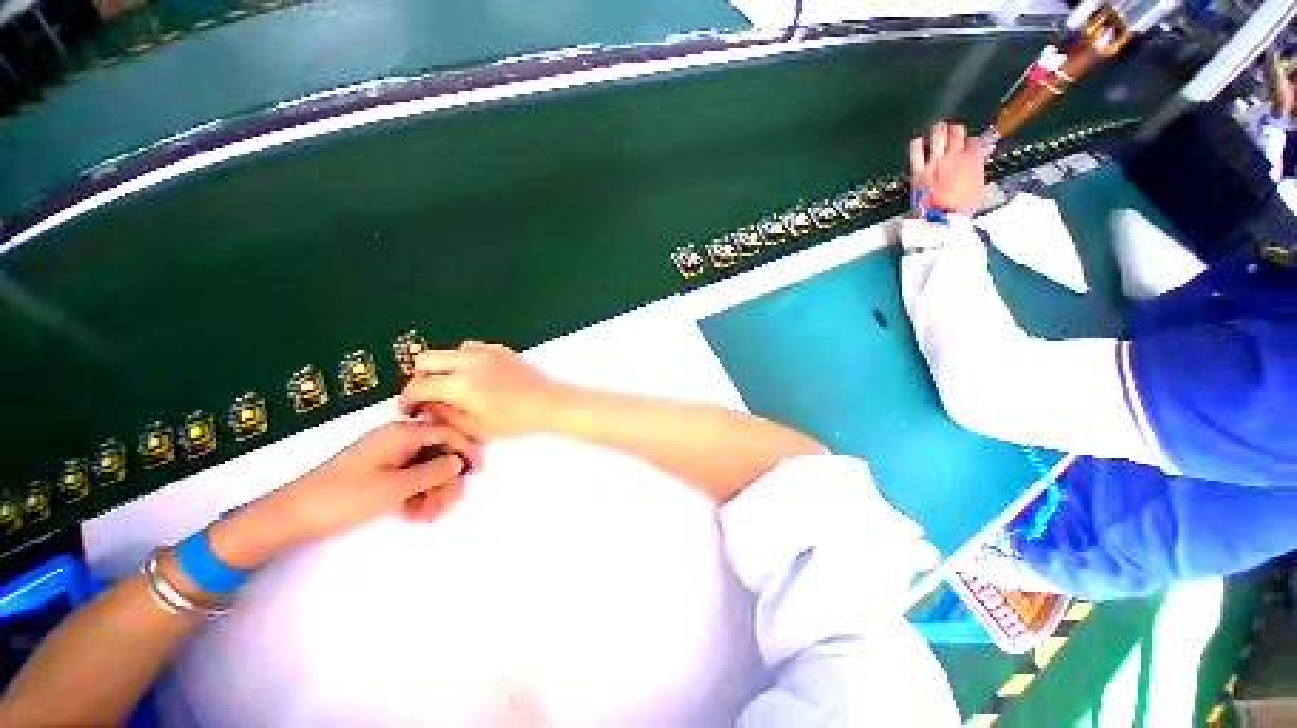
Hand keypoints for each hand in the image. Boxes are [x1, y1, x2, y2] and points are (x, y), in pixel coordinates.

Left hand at [276, 420, 482, 538]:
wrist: (292, 516)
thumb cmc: (345, 497)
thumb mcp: (396, 487)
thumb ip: (434, 472)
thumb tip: (457, 462)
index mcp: (402, 434)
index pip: (447, 432)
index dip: (465, 450)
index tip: (476, 471)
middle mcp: (398, 439)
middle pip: (438, 452)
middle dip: (444, 481)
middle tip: (442, 507)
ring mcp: (388, 454)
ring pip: (425, 468)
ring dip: (431, 492)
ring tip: (423, 517)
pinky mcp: (379, 470)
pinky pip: (409, 476)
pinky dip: (416, 494)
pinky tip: (411, 514)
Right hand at [399, 342, 562, 439]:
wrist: (548, 403)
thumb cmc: (516, 420)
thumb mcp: (475, 428)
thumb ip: (445, 415)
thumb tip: (427, 406)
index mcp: (459, 385)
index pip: (417, 386)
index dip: (407, 400)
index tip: (411, 409)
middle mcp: (468, 362)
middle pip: (426, 359)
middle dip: (420, 378)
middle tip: (430, 395)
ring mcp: (485, 352)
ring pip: (448, 351)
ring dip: (442, 366)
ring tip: (454, 385)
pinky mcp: (500, 349)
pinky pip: (471, 347)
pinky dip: (464, 358)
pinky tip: (475, 374)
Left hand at [909, 122, 988, 216]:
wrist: (941, 219)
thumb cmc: (962, 207)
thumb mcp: (979, 186)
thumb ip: (979, 166)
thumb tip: (984, 152)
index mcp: (973, 160)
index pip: (975, 140)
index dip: (972, 142)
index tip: (969, 146)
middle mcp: (955, 156)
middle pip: (957, 132)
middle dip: (956, 131)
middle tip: (953, 135)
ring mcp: (935, 163)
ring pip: (939, 135)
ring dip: (940, 130)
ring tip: (939, 130)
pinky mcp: (919, 171)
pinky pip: (916, 151)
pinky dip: (917, 143)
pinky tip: (918, 141)